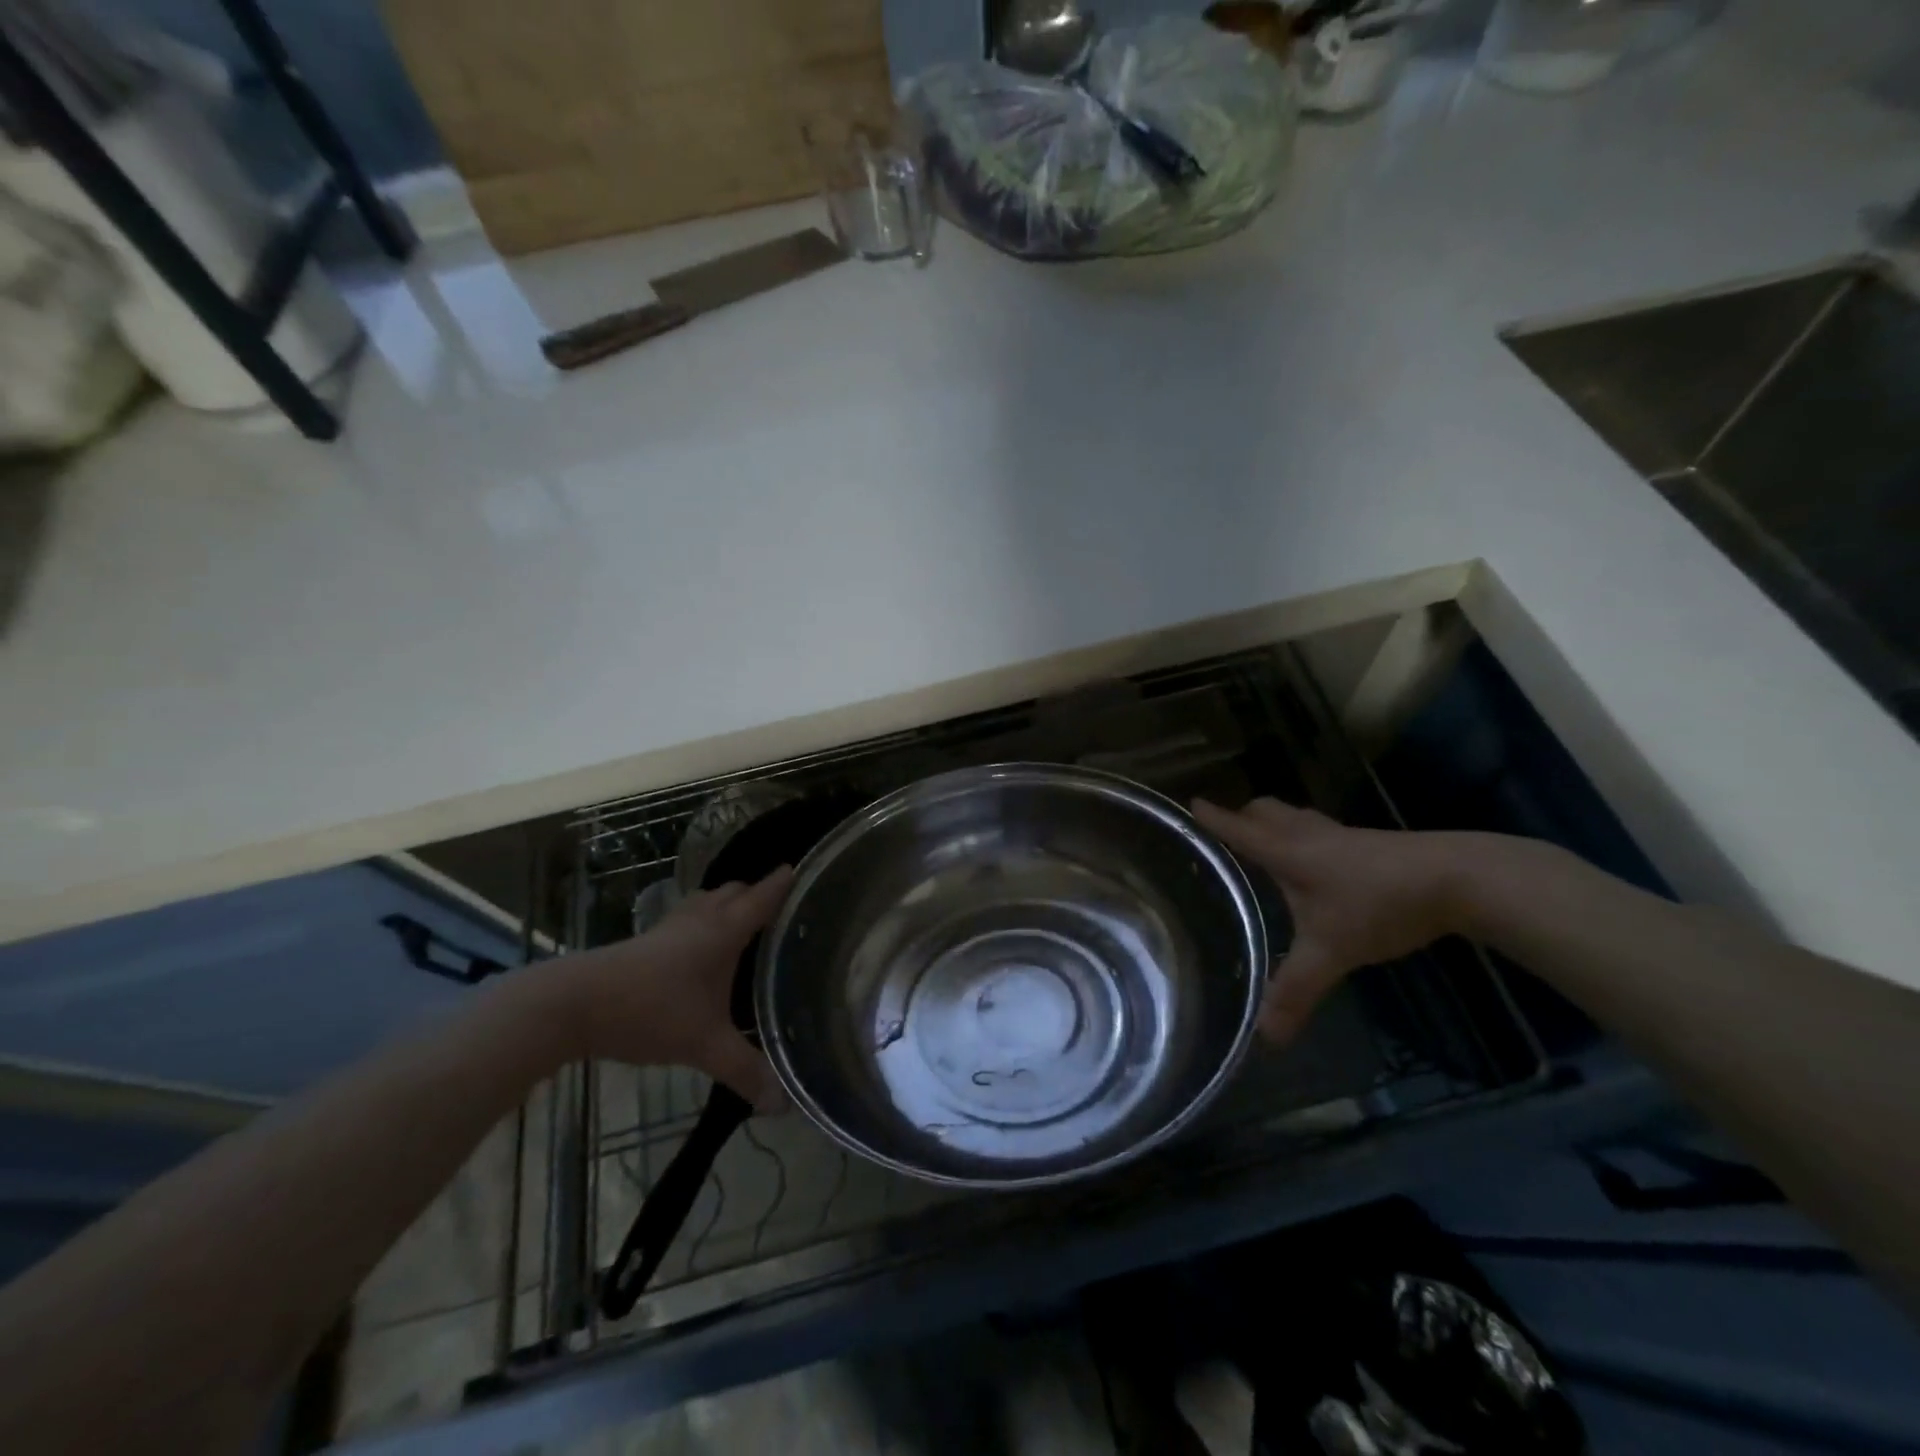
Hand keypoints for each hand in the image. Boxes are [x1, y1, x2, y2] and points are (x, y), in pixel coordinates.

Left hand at [542, 868, 793, 1110]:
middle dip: (755, 894)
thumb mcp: (704, 1045)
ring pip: (706, 901)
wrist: (574, 1004)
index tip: (800, 869)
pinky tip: (697, 951)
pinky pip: (685, 918)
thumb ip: (744, 1071)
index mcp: (724, 932)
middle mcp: (700, 920)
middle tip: (777, 912)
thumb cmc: (650, 1011)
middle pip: (734, 892)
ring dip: (725, 905)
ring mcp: (669, 927)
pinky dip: (700, 922)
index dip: (782, 883)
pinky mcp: (644, 940)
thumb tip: (781, 1104)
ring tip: (740, 926)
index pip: (762, 898)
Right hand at [1191, 799, 1466, 1043]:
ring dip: (1275, 822)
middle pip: (1266, 810)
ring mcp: (1342, 835)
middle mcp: (1308, 835)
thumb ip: (1296, 991)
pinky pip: (1322, 830)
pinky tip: (1320, 863)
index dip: (1214, 818)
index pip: (1240, 831)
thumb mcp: (1331, 952)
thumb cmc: (1378, 905)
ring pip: (1296, 816)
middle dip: (1243, 815)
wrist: (1455, 878)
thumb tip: (1265, 1037)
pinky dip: (1306, 836)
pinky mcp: (1369, 842)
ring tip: (1268, 844)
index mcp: (1287, 853)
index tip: (1191, 803)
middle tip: (1230, 831)